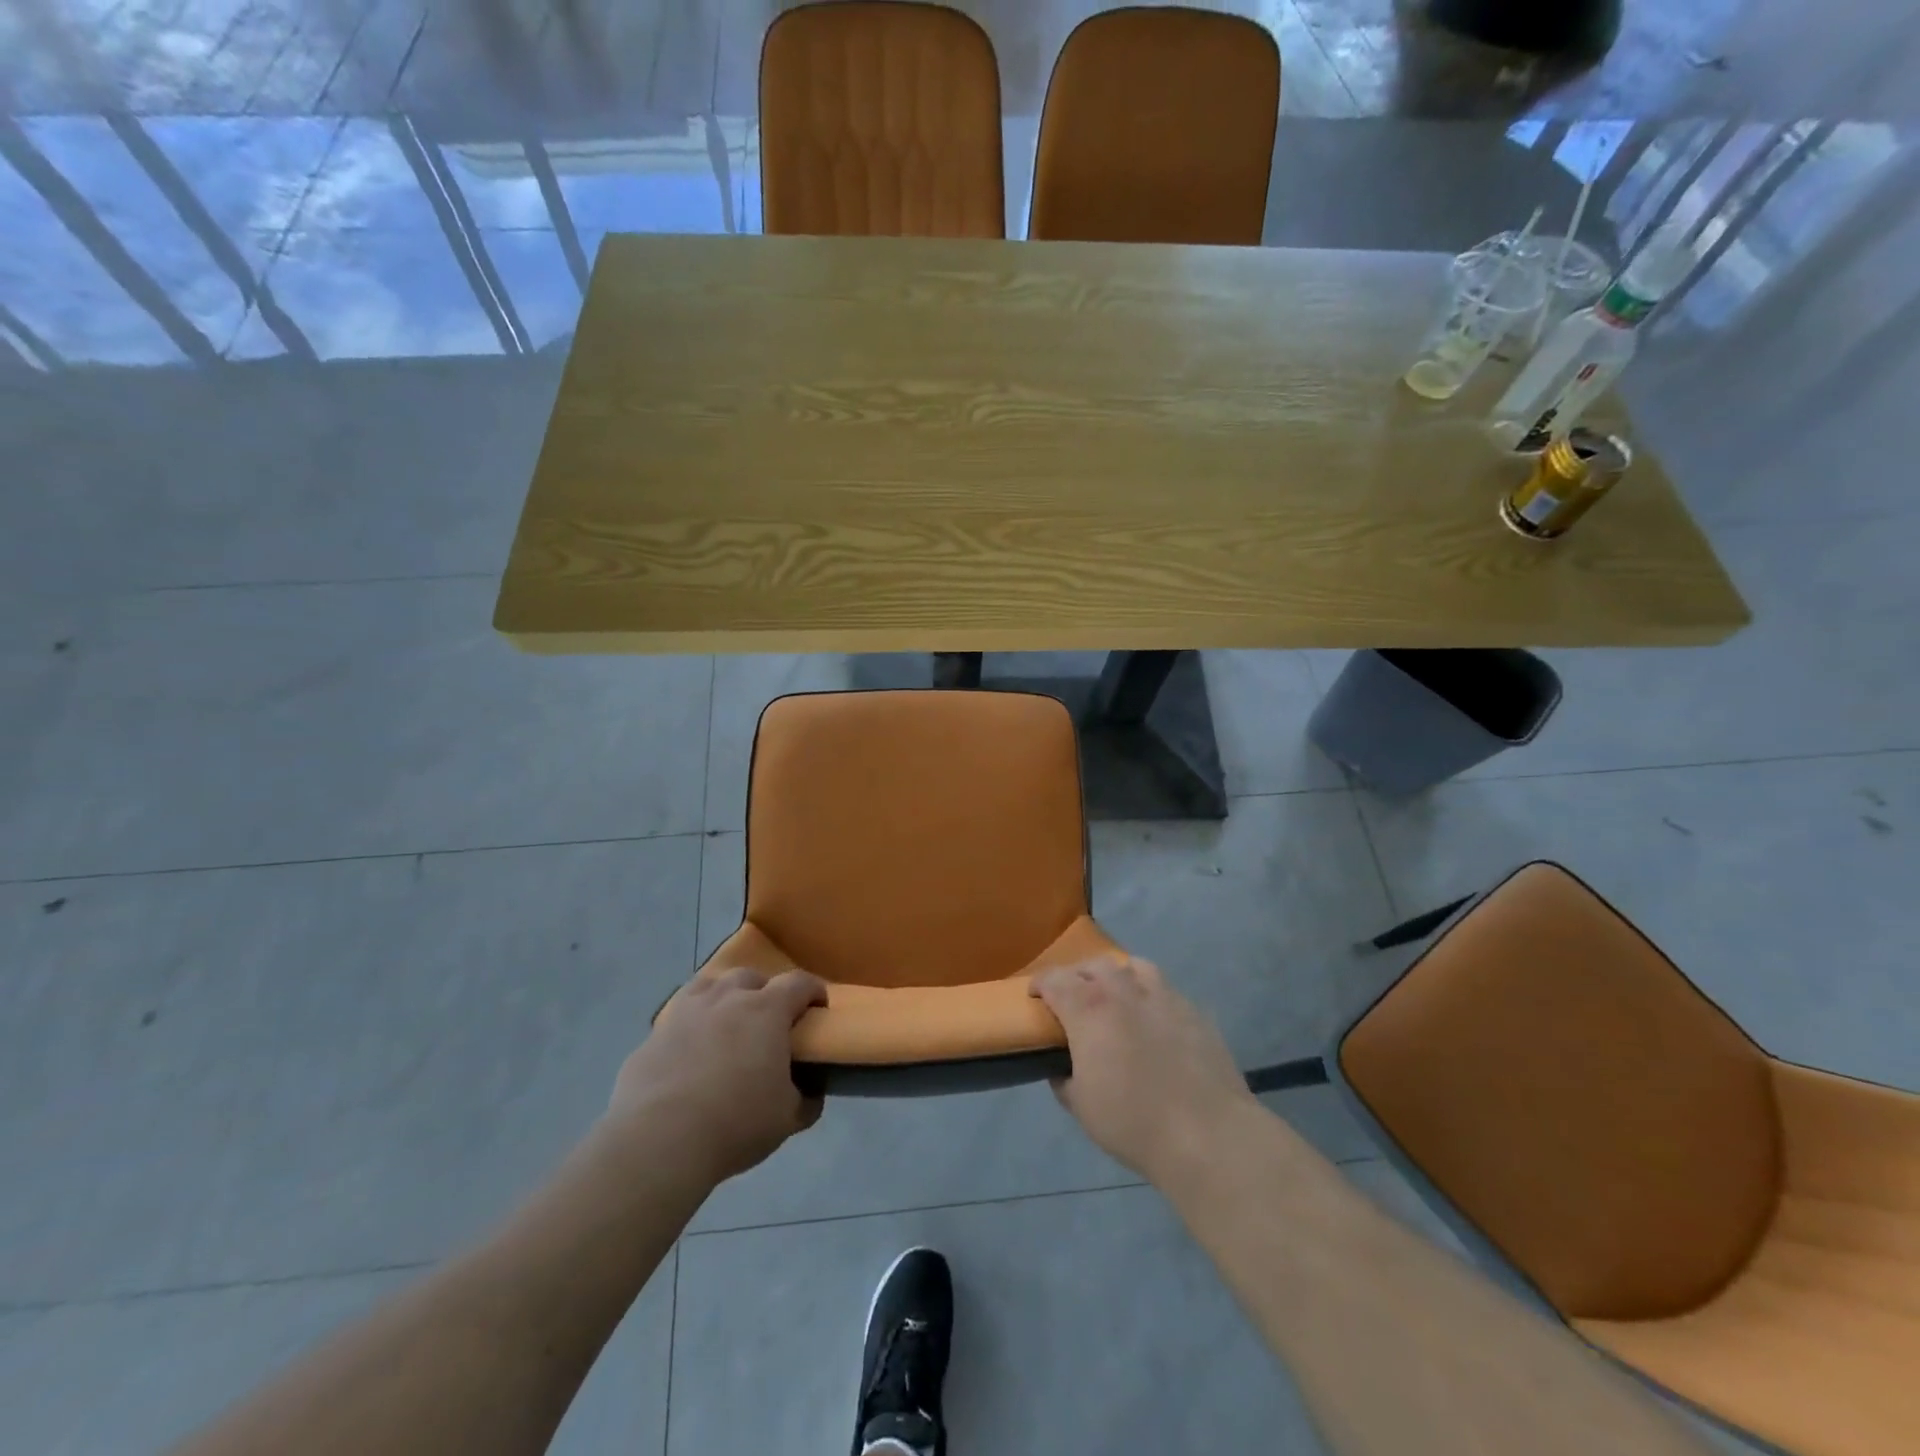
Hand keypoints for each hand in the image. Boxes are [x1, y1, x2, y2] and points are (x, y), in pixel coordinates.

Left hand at [607, 967, 827, 1185]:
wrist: (658, 1141)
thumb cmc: (736, 1123)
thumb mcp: (787, 1118)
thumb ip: (805, 1100)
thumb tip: (811, 1094)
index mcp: (767, 1010)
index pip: (799, 983)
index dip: (813, 991)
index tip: (819, 1008)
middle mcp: (727, 999)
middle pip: (751, 976)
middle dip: (764, 991)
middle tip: (768, 1021)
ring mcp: (686, 1012)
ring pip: (710, 986)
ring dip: (724, 998)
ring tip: (726, 1025)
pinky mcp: (653, 1034)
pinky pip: (678, 1017)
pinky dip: (690, 1025)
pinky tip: (690, 1051)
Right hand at [1032, 955, 1258, 1185]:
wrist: (1207, 1133)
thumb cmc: (1133, 1122)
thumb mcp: (1082, 1107)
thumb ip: (1064, 1080)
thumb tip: (1062, 1069)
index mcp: (1089, 1010)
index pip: (1055, 980)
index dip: (1040, 984)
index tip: (1036, 995)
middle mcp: (1123, 991)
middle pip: (1094, 965)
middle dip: (1078, 976)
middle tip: (1074, 997)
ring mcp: (1163, 996)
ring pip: (1134, 966)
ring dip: (1118, 976)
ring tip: (1117, 996)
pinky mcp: (1194, 1011)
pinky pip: (1166, 989)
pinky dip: (1152, 996)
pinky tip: (1154, 1019)